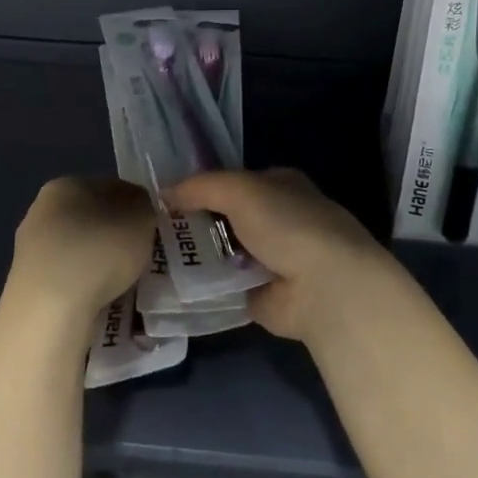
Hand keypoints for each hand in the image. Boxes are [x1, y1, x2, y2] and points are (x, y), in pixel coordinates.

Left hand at [8, 176, 152, 324]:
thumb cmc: (100, 250)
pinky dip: (83, 287)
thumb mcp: (141, 216)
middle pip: (91, 219)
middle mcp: (41, 210)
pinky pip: (67, 279)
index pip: (110, 187)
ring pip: (78, 250)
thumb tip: (136, 209)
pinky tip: (98, 302)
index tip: (149, 229)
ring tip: (121, 285)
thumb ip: (144, 206)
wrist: (49, 311)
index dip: (135, 206)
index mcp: (66, 184)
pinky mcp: (26, 285)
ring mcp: (29, 249)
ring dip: (98, 263)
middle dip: (114, 236)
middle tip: (138, 257)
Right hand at [170, 169, 395, 341]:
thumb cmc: (287, 224)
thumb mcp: (240, 190)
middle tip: (154, 230)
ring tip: (155, 258)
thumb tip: (163, 192)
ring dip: (200, 256)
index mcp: (281, 185)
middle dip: (198, 223)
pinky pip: (228, 287)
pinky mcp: (266, 296)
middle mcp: (281, 219)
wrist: (323, 287)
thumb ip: (201, 187)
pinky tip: (174, 286)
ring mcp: (274, 259)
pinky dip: (207, 288)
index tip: (168, 197)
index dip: (204, 187)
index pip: (236, 181)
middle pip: (230, 217)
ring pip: (226, 252)